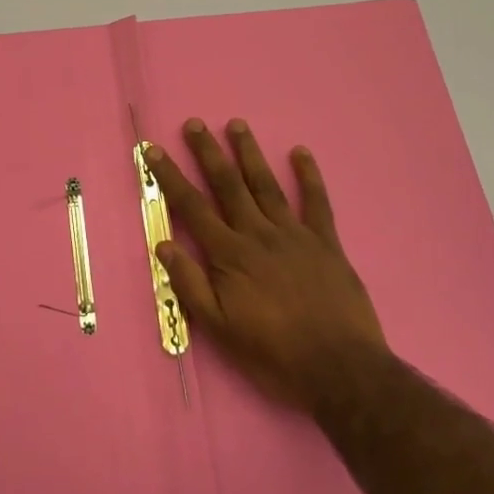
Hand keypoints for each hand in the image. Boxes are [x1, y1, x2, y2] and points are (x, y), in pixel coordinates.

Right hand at [148, 118, 387, 412]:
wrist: (340, 369)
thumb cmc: (273, 354)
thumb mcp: (220, 329)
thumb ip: (190, 285)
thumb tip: (163, 244)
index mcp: (230, 254)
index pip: (192, 206)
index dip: (170, 176)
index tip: (153, 150)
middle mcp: (258, 234)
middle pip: (228, 184)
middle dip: (208, 152)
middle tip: (195, 123)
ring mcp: (294, 234)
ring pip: (266, 184)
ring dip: (249, 153)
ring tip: (237, 124)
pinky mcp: (326, 242)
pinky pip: (316, 202)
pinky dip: (309, 176)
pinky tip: (300, 152)